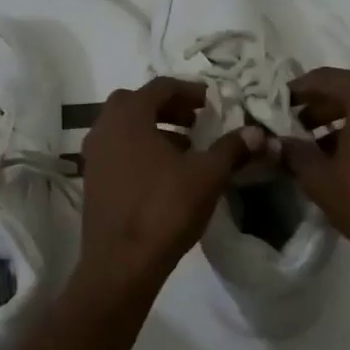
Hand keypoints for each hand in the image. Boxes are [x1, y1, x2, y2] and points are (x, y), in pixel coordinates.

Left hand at [77, 77, 258, 293]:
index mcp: (128, 116)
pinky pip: (118, 151)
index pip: (160, 86)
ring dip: (155, 130)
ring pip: (125, 129)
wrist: (121, 263)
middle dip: (168, 107)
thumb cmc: (164, 209)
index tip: (211, 101)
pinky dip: (140, 151)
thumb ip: (231, 148)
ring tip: (186, 148)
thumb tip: (256, 132)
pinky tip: (165, 174)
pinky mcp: (92, 181)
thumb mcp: (207, 175)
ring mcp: (93, 156)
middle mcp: (104, 128)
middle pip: (136, 103)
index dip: (189, 90)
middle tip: (196, 120)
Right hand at [280, 68, 349, 269]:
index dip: (295, 91)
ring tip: (318, 149)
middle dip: (319, 108)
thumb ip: (296, 153)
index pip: (323, 78)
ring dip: (343, 123)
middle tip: (295, 129)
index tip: (276, 106)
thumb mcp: (321, 180)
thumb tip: (280, 141)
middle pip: (349, 91)